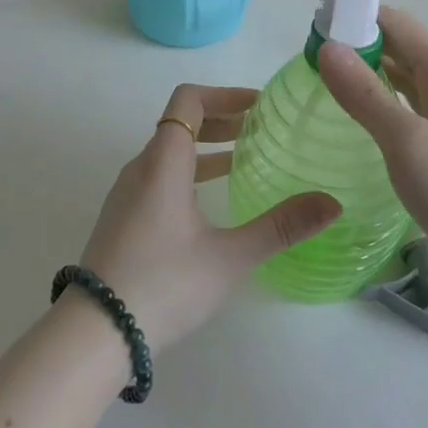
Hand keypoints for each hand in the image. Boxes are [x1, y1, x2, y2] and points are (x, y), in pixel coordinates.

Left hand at [78, 84, 341, 352]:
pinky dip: (189, 171)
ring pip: (169, 151)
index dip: (225, 94)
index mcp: (163, 162)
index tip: (259, 106)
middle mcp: (141, 168)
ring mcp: (127, 193)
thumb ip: (280, 227)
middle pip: (180, 123)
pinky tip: (212, 200)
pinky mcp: (123, 217)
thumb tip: (332, 204)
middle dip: (222, 120)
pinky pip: (159, 175)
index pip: (188, 101)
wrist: (95, 332)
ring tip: (244, 159)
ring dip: (206, 147)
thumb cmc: (164, 284)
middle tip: (261, 131)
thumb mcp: (229, 257)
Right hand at [319, 8, 427, 287]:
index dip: (354, 17)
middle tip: (304, 57)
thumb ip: (365, 94)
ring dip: (365, 74)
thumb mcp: (409, 142)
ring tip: (319, 80)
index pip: (395, 23)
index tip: (310, 28)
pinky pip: (406, 109)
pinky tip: (353, 117)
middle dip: (355, 45)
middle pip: (398, 47)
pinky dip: (379, 103)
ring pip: (401, 79)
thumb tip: (327, 46)